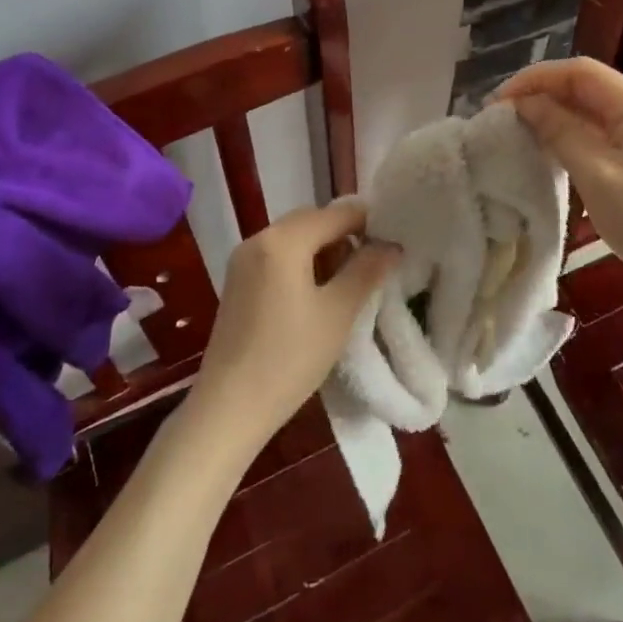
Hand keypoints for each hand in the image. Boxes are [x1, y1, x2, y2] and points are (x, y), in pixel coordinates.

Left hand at [184, 199, 397, 455]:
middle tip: (374, 263)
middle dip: (344, 235)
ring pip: (293, 237)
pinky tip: (317, 293)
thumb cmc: (289, 358)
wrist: (229, 407)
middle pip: (311, 220)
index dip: (368, 223)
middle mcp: (258, 238)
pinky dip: (301, 262)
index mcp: (283, 240)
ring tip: (349, 282)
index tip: (393, 242)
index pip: (335, 214)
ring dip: (323, 249)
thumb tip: (391, 245)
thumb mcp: (337, 313)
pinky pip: (277, 255)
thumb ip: (366, 272)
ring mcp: (243, 259)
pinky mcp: (237, 281)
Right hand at [495, 58, 622, 343]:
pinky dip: (572, 131)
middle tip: (503, 116)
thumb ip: (559, 131)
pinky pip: (602, 127)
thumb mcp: (597, 175)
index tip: (499, 102)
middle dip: (541, 93)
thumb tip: (524, 104)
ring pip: (591, 106)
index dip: (534, 79)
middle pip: (585, 84)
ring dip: (554, 112)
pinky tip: (550, 147)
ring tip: (519, 130)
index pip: (578, 71)